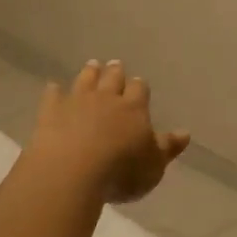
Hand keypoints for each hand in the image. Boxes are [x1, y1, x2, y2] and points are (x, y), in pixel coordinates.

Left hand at [26, 59, 190, 204]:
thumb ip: (168, 147)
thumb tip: (185, 133)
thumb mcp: (154, 165)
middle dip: (115, 72)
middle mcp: (106, 98)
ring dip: (89, 73)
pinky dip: (54, 90)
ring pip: (85, 80)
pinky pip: (53, 95)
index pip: (139, 90)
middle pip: (112, 78)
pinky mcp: (51, 111)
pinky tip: (53, 87)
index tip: (138, 83)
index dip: (139, 86)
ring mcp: (76, 102)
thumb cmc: (121, 171)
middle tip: (115, 65)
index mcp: (134, 109)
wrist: (72, 170)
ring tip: (92, 65)